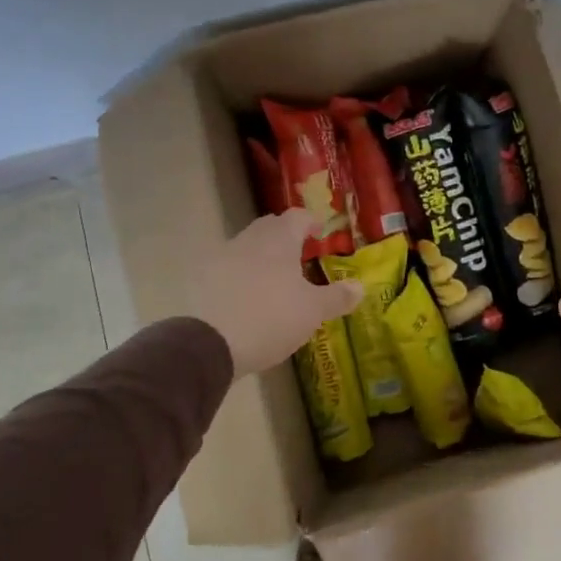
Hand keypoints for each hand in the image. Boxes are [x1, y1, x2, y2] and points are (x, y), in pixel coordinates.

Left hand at [187, 210, 362, 378]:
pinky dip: (239, 276)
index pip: (297, 217)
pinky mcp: (200, 280)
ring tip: (274, 280)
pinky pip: (227, 269)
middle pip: (269, 227)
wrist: (207, 343)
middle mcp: (249, 240)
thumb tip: (360, 286)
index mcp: (279, 240)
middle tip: (299, 254)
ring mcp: (220, 258)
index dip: (310, 222)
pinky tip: (246, 298)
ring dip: (261, 256)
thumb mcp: (313, 311)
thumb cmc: (270, 318)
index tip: (319, 233)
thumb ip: (337, 297)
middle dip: (285, 236)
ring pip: (246, 247)